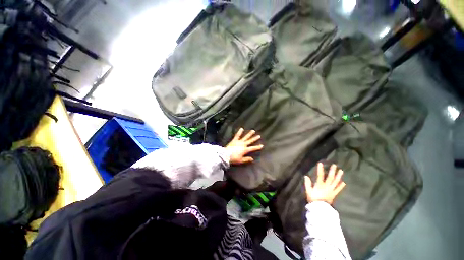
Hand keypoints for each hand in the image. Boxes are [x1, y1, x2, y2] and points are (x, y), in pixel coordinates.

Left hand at [226, 128, 262, 164]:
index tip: (262, 145)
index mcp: (245, 150)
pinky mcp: (234, 140)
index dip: (258, 147)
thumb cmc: (234, 159)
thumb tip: (252, 159)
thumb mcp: (241, 161)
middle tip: (259, 136)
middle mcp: (243, 144)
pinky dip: (239, 132)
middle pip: (250, 141)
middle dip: (255, 138)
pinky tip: (242, 128)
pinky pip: (237, 135)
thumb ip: (247, 159)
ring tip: (253, 131)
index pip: (253, 148)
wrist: (226, 155)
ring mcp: (239, 142)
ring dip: (249, 134)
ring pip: (245, 137)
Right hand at [304, 163, 345, 203]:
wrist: (320, 208)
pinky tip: (344, 182)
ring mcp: (331, 190)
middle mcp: (327, 186)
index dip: (320, 169)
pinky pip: (338, 189)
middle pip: (330, 177)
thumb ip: (307, 183)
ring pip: (336, 182)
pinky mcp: (334, 194)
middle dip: (332, 171)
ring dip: (338, 176)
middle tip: (334, 165)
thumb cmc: (313, 198)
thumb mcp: (308, 191)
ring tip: (341, 171)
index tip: (320, 163)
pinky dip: (341, 186)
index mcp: (320, 184)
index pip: (320, 175)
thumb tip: (306, 176)